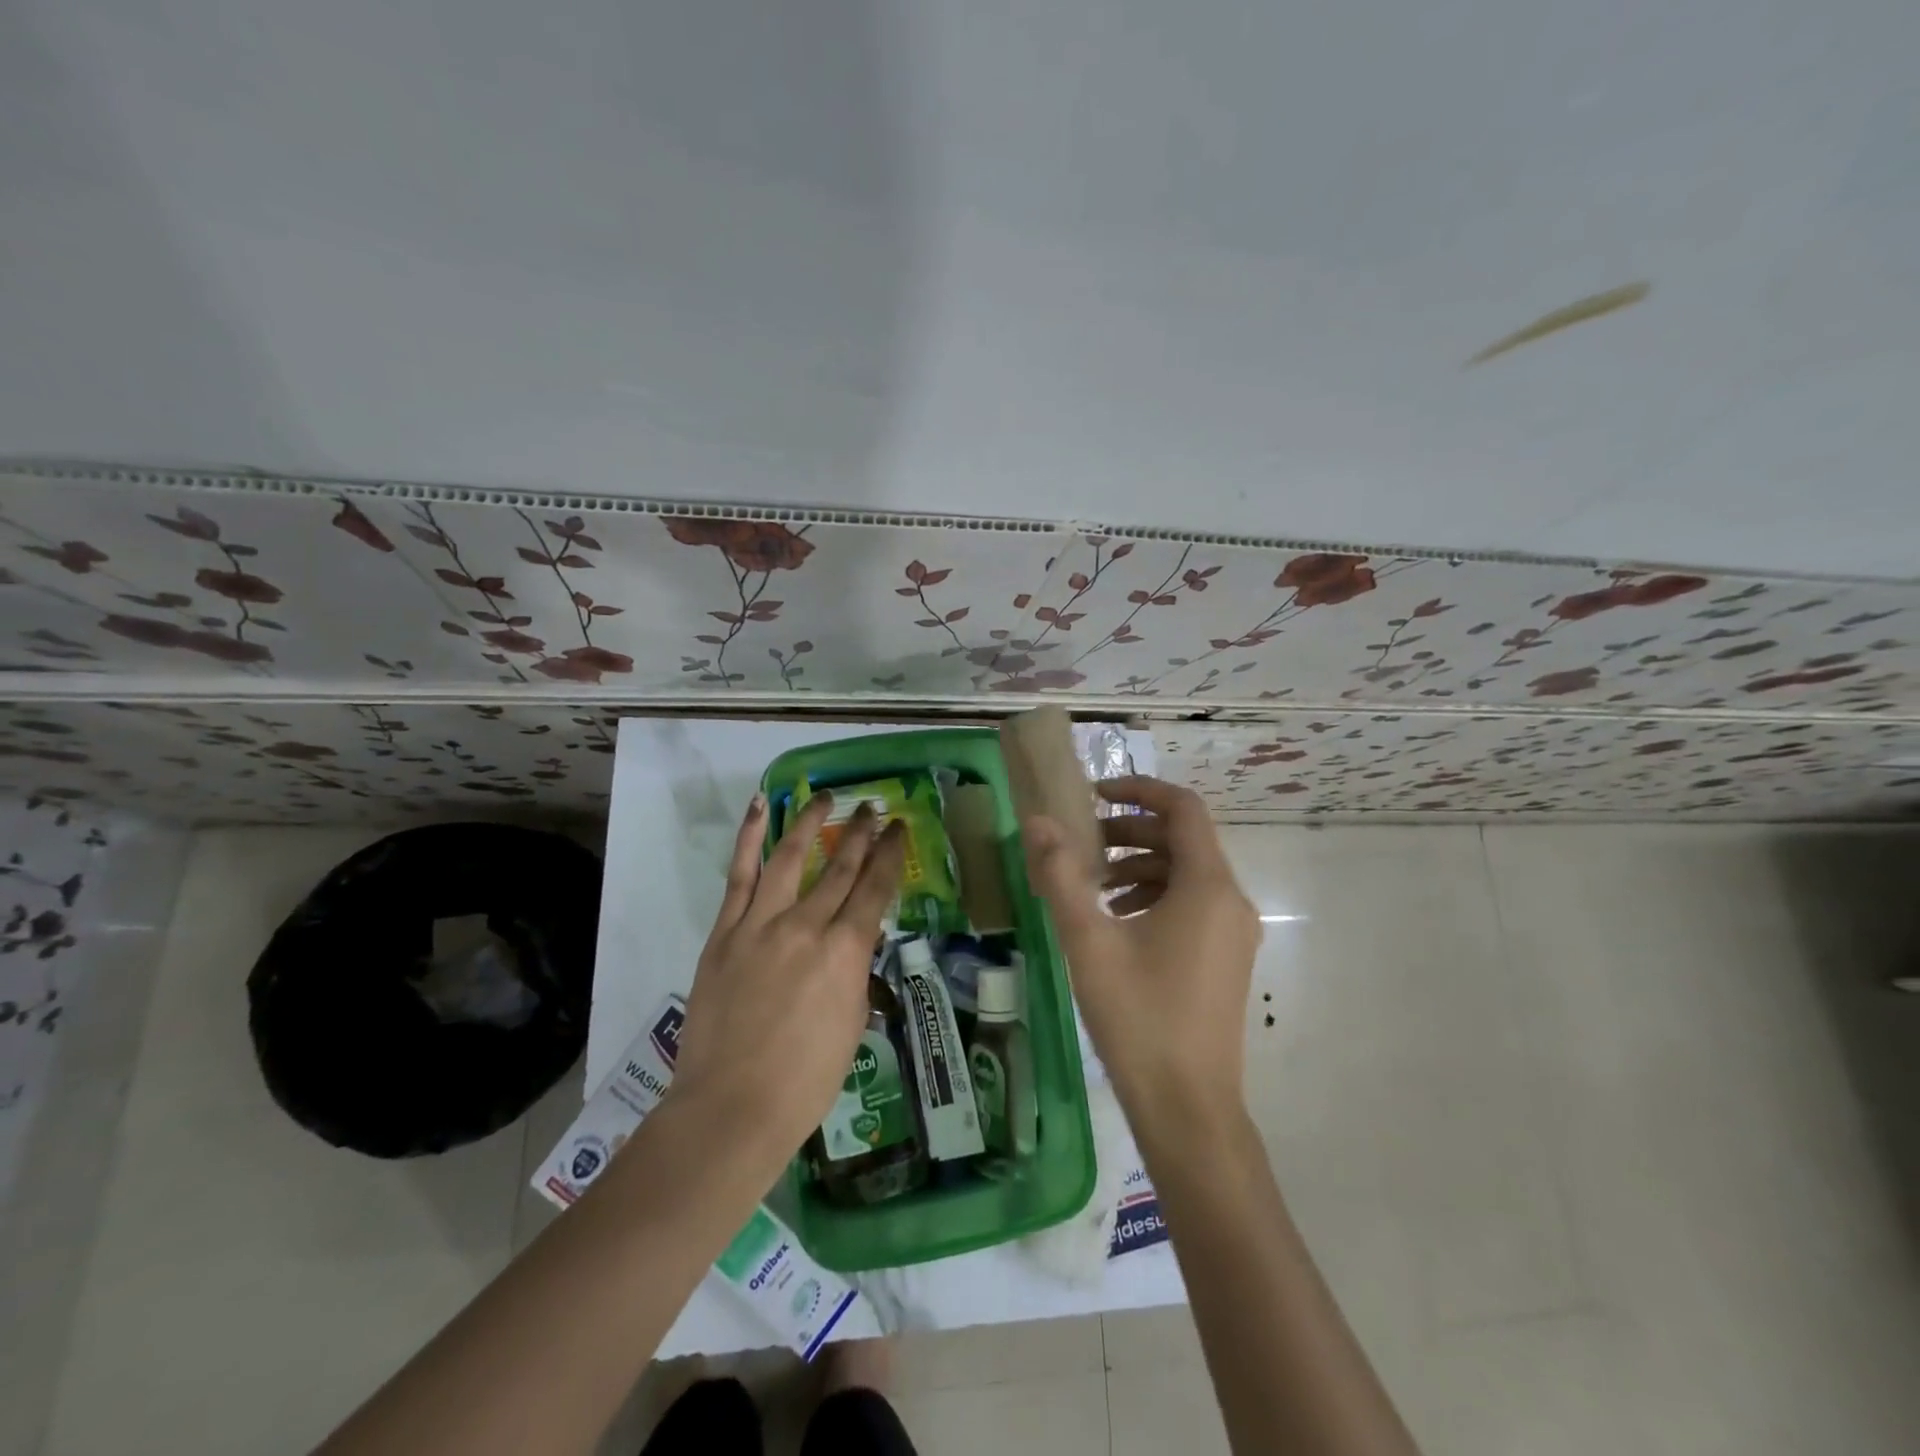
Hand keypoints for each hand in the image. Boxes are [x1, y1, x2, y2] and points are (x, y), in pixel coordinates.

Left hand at [668, 791, 904, 1169]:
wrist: (732, 1108)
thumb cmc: (806, 1080)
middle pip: (840, 867)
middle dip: (861, 832)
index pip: (875, 888)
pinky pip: (739, 876)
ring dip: (811, 822)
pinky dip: (749, 838)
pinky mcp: (725, 932)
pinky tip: (759, 808)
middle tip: (873, 807)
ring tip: (825, 797)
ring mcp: (760, 925)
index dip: (890, 853)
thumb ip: (854, 973)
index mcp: (845, 952)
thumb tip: (852, 943)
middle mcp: (807, 926)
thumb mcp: (852, 1023)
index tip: (899, 827)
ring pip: (790, 857)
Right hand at [1024, 776, 1259, 1133]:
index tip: (1094, 794)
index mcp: (1208, 886)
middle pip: (1184, 840)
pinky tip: (1117, 923)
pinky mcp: (1226, 959)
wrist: (1188, 1108)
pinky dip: (1154, 897)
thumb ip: (1061, 874)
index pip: (1183, 808)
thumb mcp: (1088, 940)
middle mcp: (1231, 901)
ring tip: (1092, 888)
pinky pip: (1192, 905)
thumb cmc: (1139, 1017)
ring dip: (1139, 867)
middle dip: (1130, 833)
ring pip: (1187, 874)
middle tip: (1082, 843)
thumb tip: (1036, 821)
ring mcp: (1233, 933)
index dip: (1138, 790)